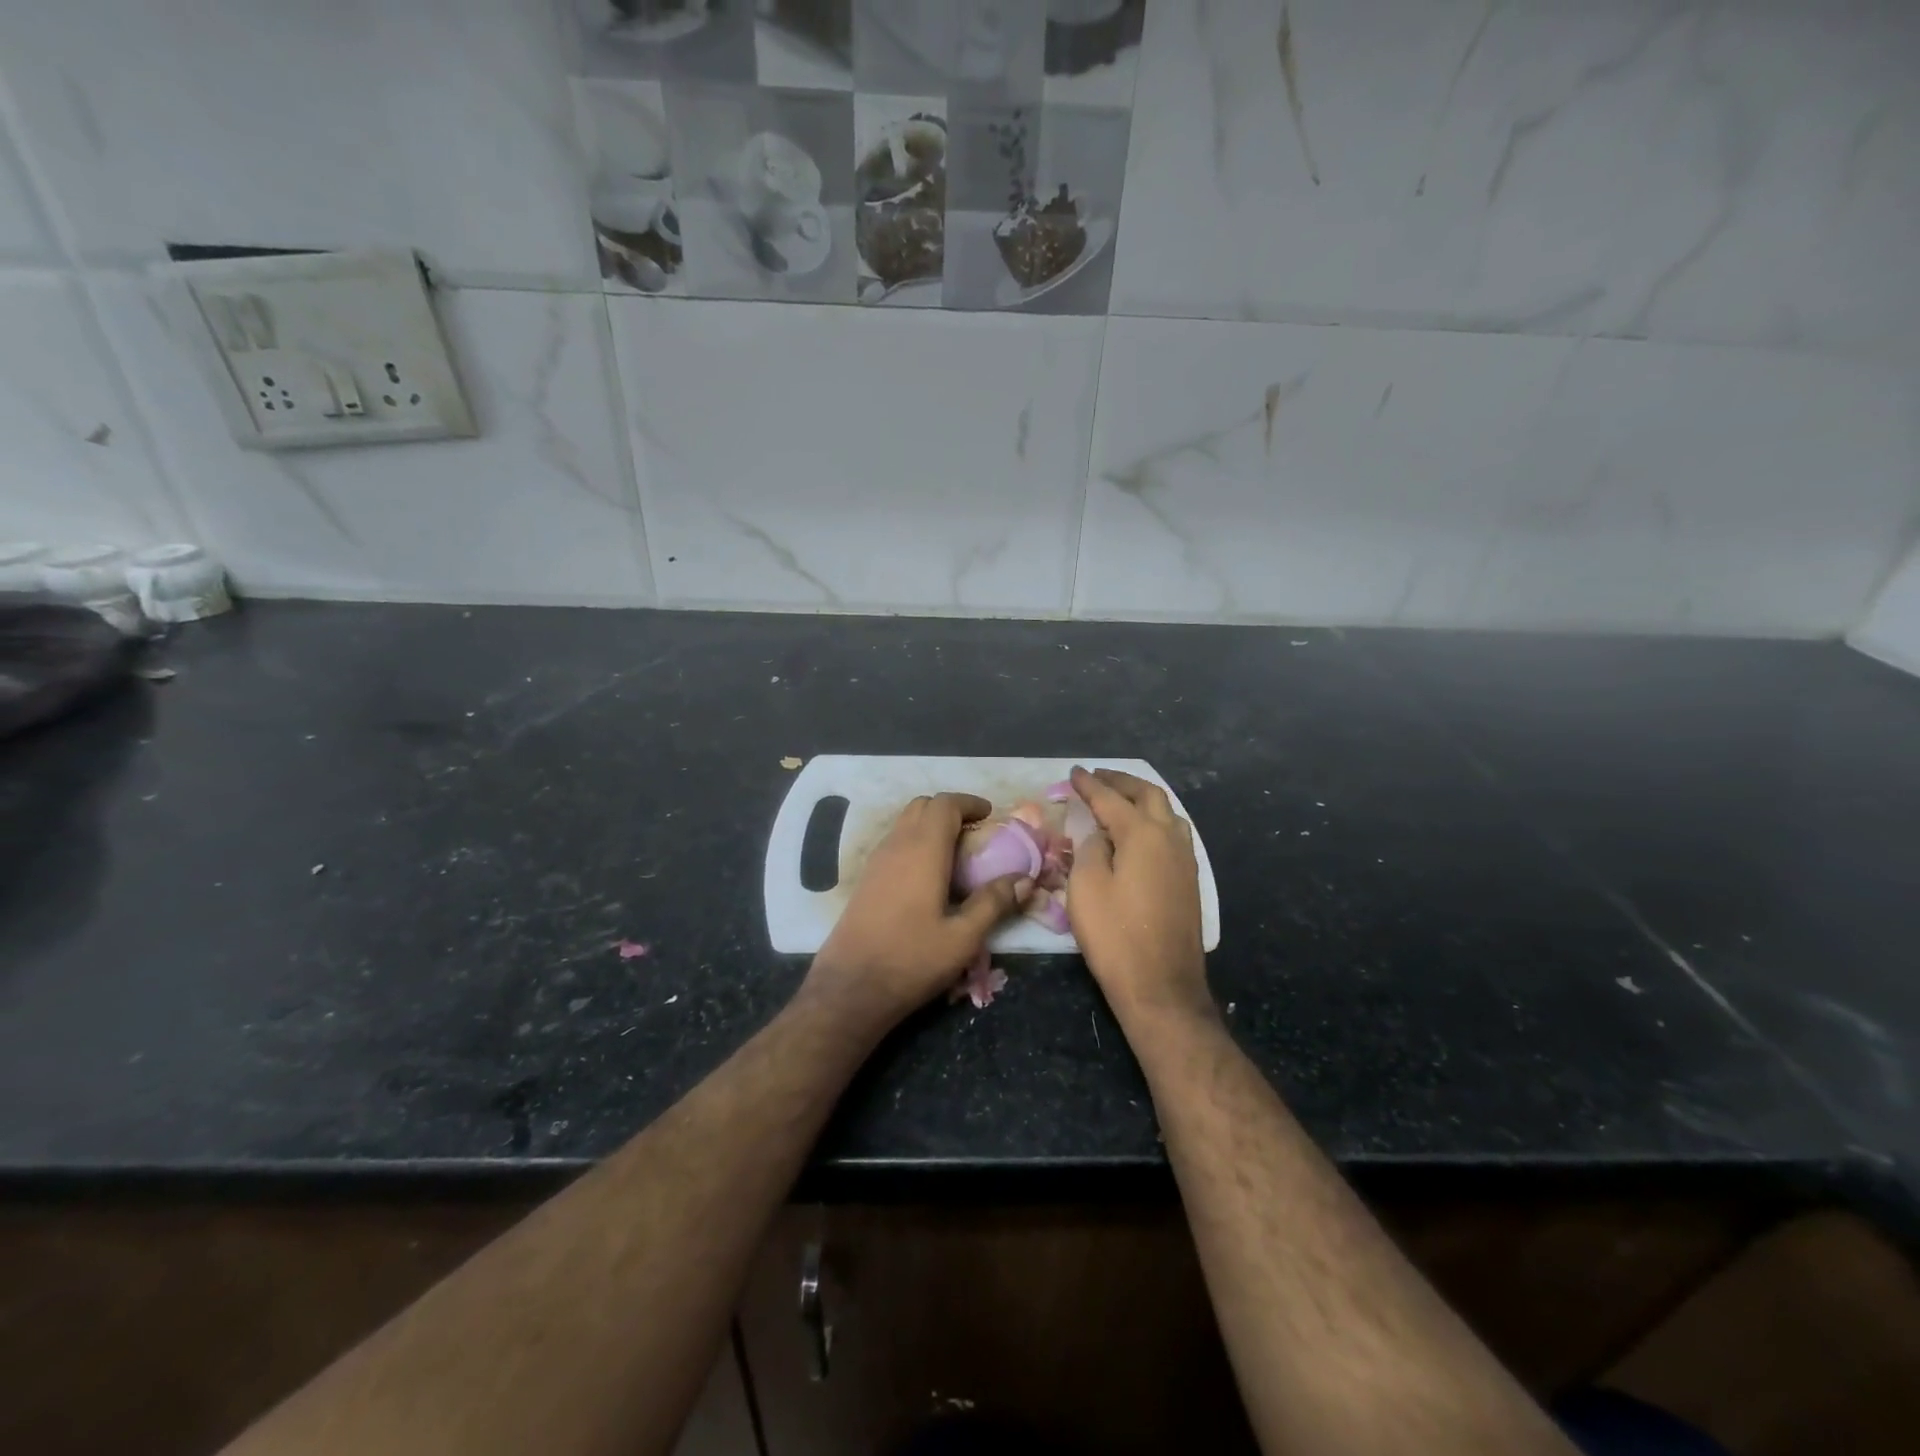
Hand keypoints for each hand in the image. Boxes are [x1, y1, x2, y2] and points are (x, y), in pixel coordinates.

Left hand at [807, 793, 1030, 1033]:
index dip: (969, 803)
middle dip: (950, 810)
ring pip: (905, 824)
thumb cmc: (911, 960)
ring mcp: (876, 862)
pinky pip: (894, 843)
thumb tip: (1025, 880)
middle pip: (922, 806)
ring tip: (957, 854)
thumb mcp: (963, 938)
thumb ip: (994, 903)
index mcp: (923, 850)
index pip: (944, 804)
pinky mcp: (866, 880)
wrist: (850, 988)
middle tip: (975, 833)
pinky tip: (930, 877)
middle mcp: (896, 846)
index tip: (990, 815)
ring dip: (931, 826)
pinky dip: (916, 843)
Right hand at [1066, 766, 1210, 1023]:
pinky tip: (1141, 832)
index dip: (1089, 784)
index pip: (1111, 798)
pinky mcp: (1189, 881)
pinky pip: (1174, 833)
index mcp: (1142, 835)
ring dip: (1142, 798)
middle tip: (1098, 777)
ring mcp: (1185, 860)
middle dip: (1121, 782)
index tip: (1073, 772)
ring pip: (1167, 812)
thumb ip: (1090, 849)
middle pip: (1148, 795)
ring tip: (1120, 799)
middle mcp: (1170, 838)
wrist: (1161, 986)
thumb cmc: (1115, 936)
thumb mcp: (1086, 888)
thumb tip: (1098, 834)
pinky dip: (1154, 819)